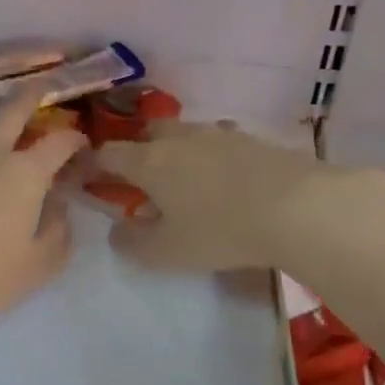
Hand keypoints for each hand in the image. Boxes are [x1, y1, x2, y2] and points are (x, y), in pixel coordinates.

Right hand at [93, 122, 367, 271]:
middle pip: (147, 134)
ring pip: (184, 135)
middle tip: (142, 180)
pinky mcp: (250, 139)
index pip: (109, 154)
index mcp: (149, 161)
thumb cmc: (220, 230)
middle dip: (138, 152)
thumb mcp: (168, 251)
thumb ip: (133, 244)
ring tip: (186, 182)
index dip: (94, 165)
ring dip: (176, 153)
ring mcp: (217, 133)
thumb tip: (116, 232)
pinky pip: (217, 143)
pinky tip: (222, 180)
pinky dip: (209, 158)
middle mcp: (178, 138)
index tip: (88, 177)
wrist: (296, 206)